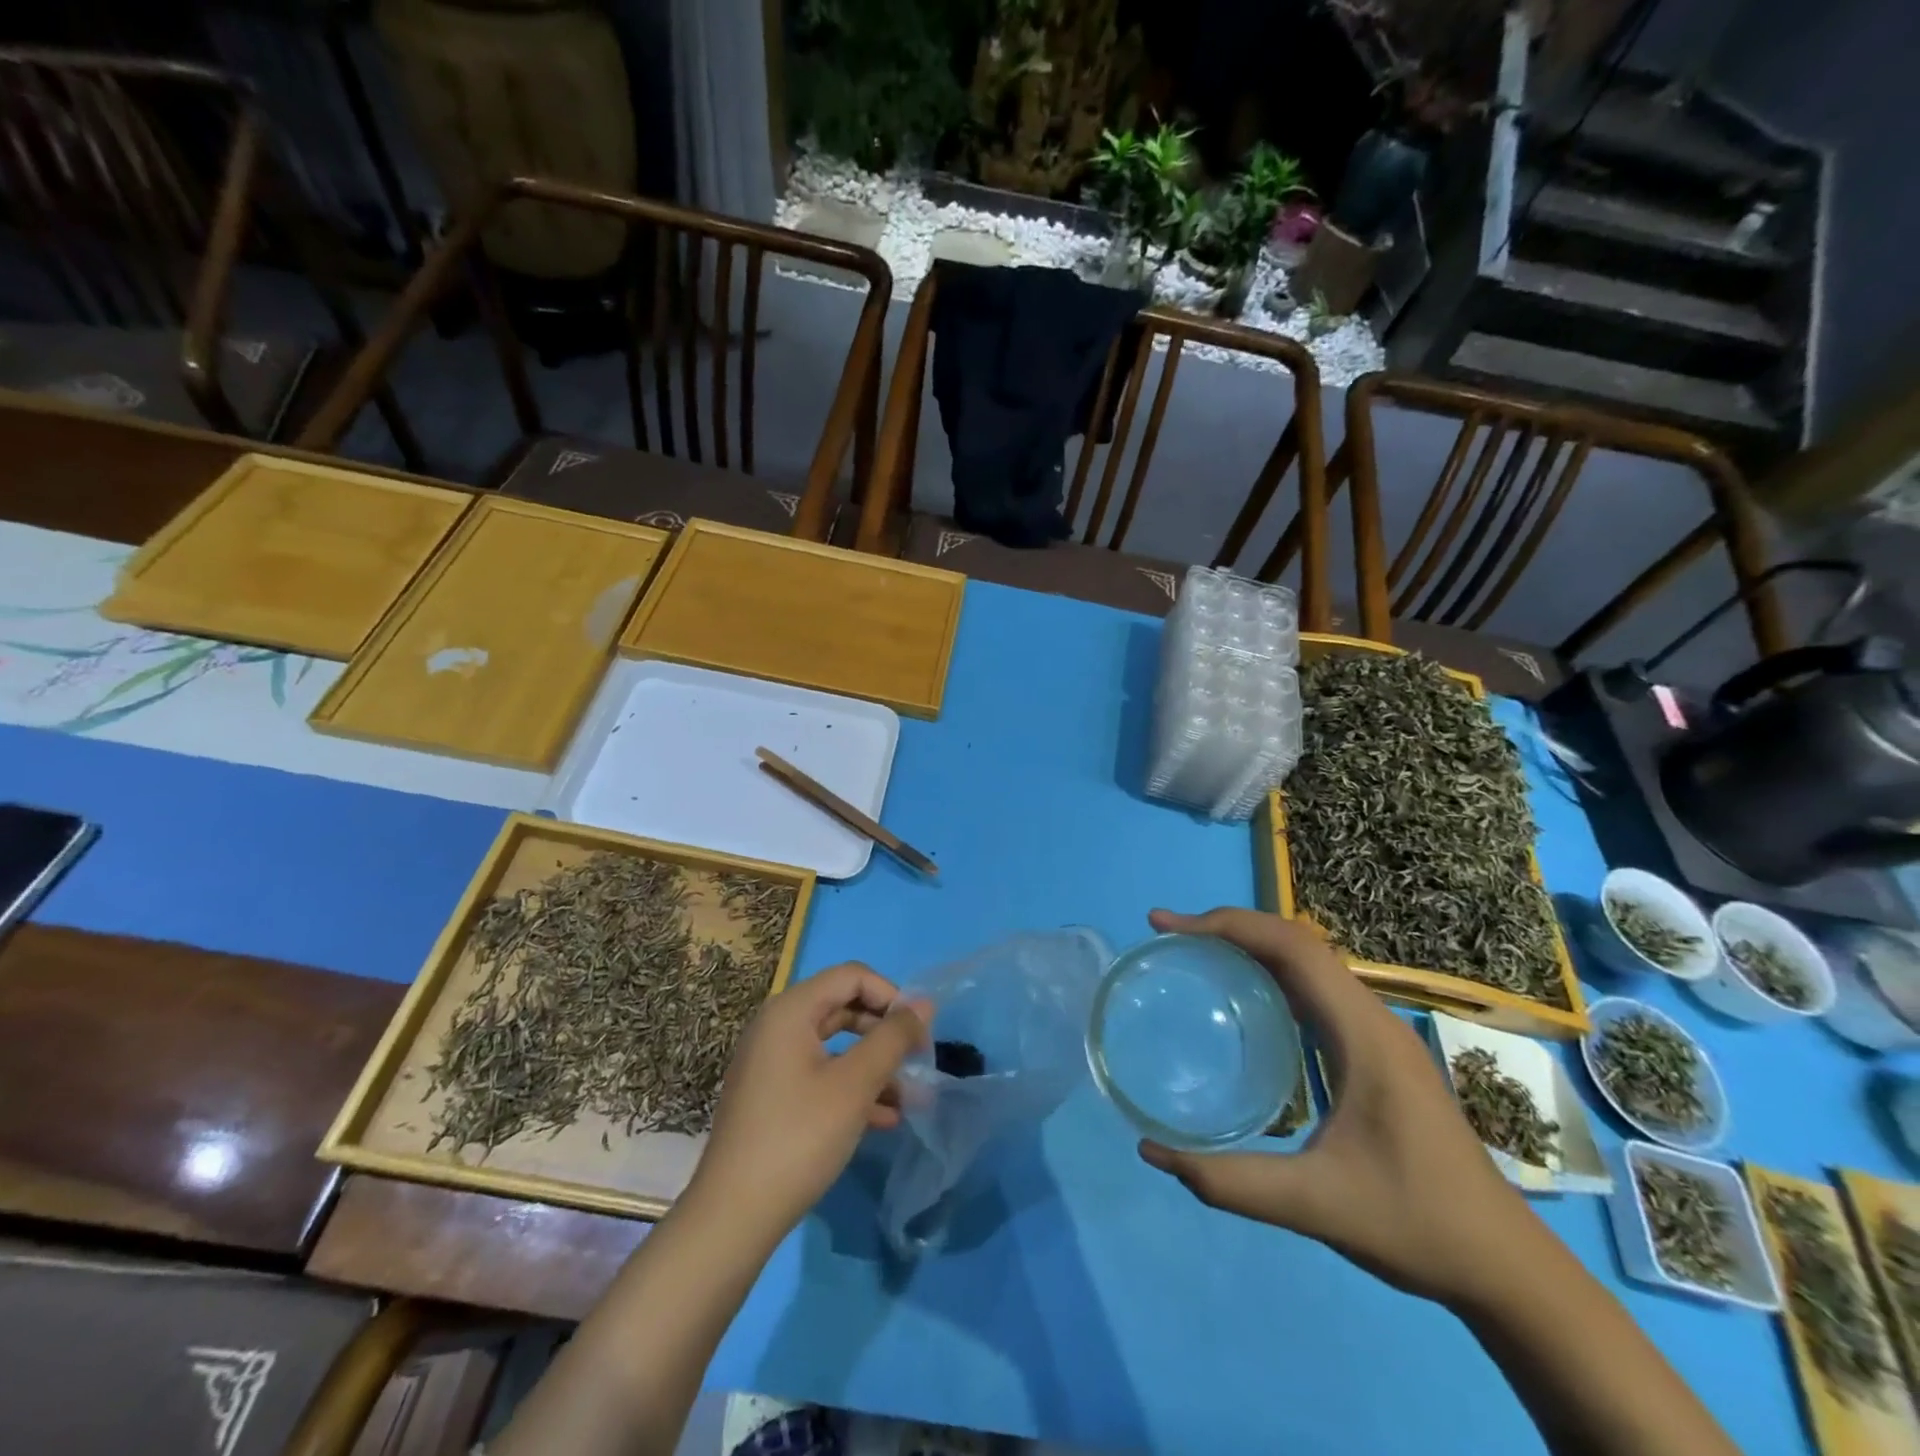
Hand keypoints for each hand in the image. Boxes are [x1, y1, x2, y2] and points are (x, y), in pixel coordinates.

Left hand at [692, 962, 926, 1241]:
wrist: (732, 1218)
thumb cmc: (798, 1138)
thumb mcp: (855, 1084)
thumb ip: (892, 1038)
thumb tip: (924, 1003)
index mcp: (791, 1010)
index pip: (852, 976)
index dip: (891, 996)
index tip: (919, 1032)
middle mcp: (777, 1026)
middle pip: (843, 1007)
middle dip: (884, 1032)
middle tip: (918, 1061)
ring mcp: (771, 1063)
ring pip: (835, 1046)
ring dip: (874, 1065)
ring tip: (910, 1097)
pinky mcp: (771, 1097)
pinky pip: (820, 1075)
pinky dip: (852, 1088)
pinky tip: (884, 1119)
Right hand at [1138, 907, 1543, 1307]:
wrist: (1507, 1269)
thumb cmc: (1417, 1225)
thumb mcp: (1317, 1206)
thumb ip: (1232, 1182)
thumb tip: (1152, 1152)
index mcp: (1364, 1034)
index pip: (1292, 947)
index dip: (1228, 924)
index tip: (1170, 927)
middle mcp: (1372, 1019)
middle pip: (1296, 943)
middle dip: (1231, 927)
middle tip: (1172, 937)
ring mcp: (1378, 1034)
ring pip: (1308, 964)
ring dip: (1252, 946)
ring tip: (1197, 955)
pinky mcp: (1376, 1053)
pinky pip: (1316, 992)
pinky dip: (1272, 976)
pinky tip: (1244, 1004)